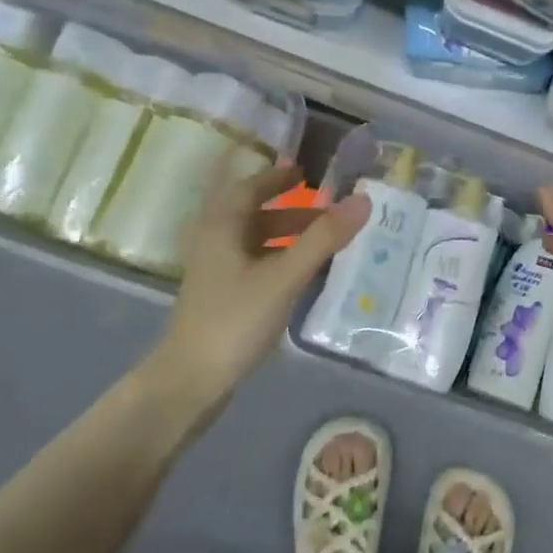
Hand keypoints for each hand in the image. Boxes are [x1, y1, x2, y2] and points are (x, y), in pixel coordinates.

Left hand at [153, 162, 369, 400]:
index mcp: (221, 227)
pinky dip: (281, 260)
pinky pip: (256, 265)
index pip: (250, 188)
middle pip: (254, 215)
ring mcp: (216, 273)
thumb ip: (323, 239)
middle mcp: (215, 242)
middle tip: (328, 208)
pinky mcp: (222, 298)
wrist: (190, 381)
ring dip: (288, 236)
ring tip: (325, 242)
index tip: (305, 171)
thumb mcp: (283, 276)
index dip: (277, 178)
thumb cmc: (234, 319)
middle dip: (290, 209)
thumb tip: (362, 200)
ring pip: (256, 242)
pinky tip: (303, 275)